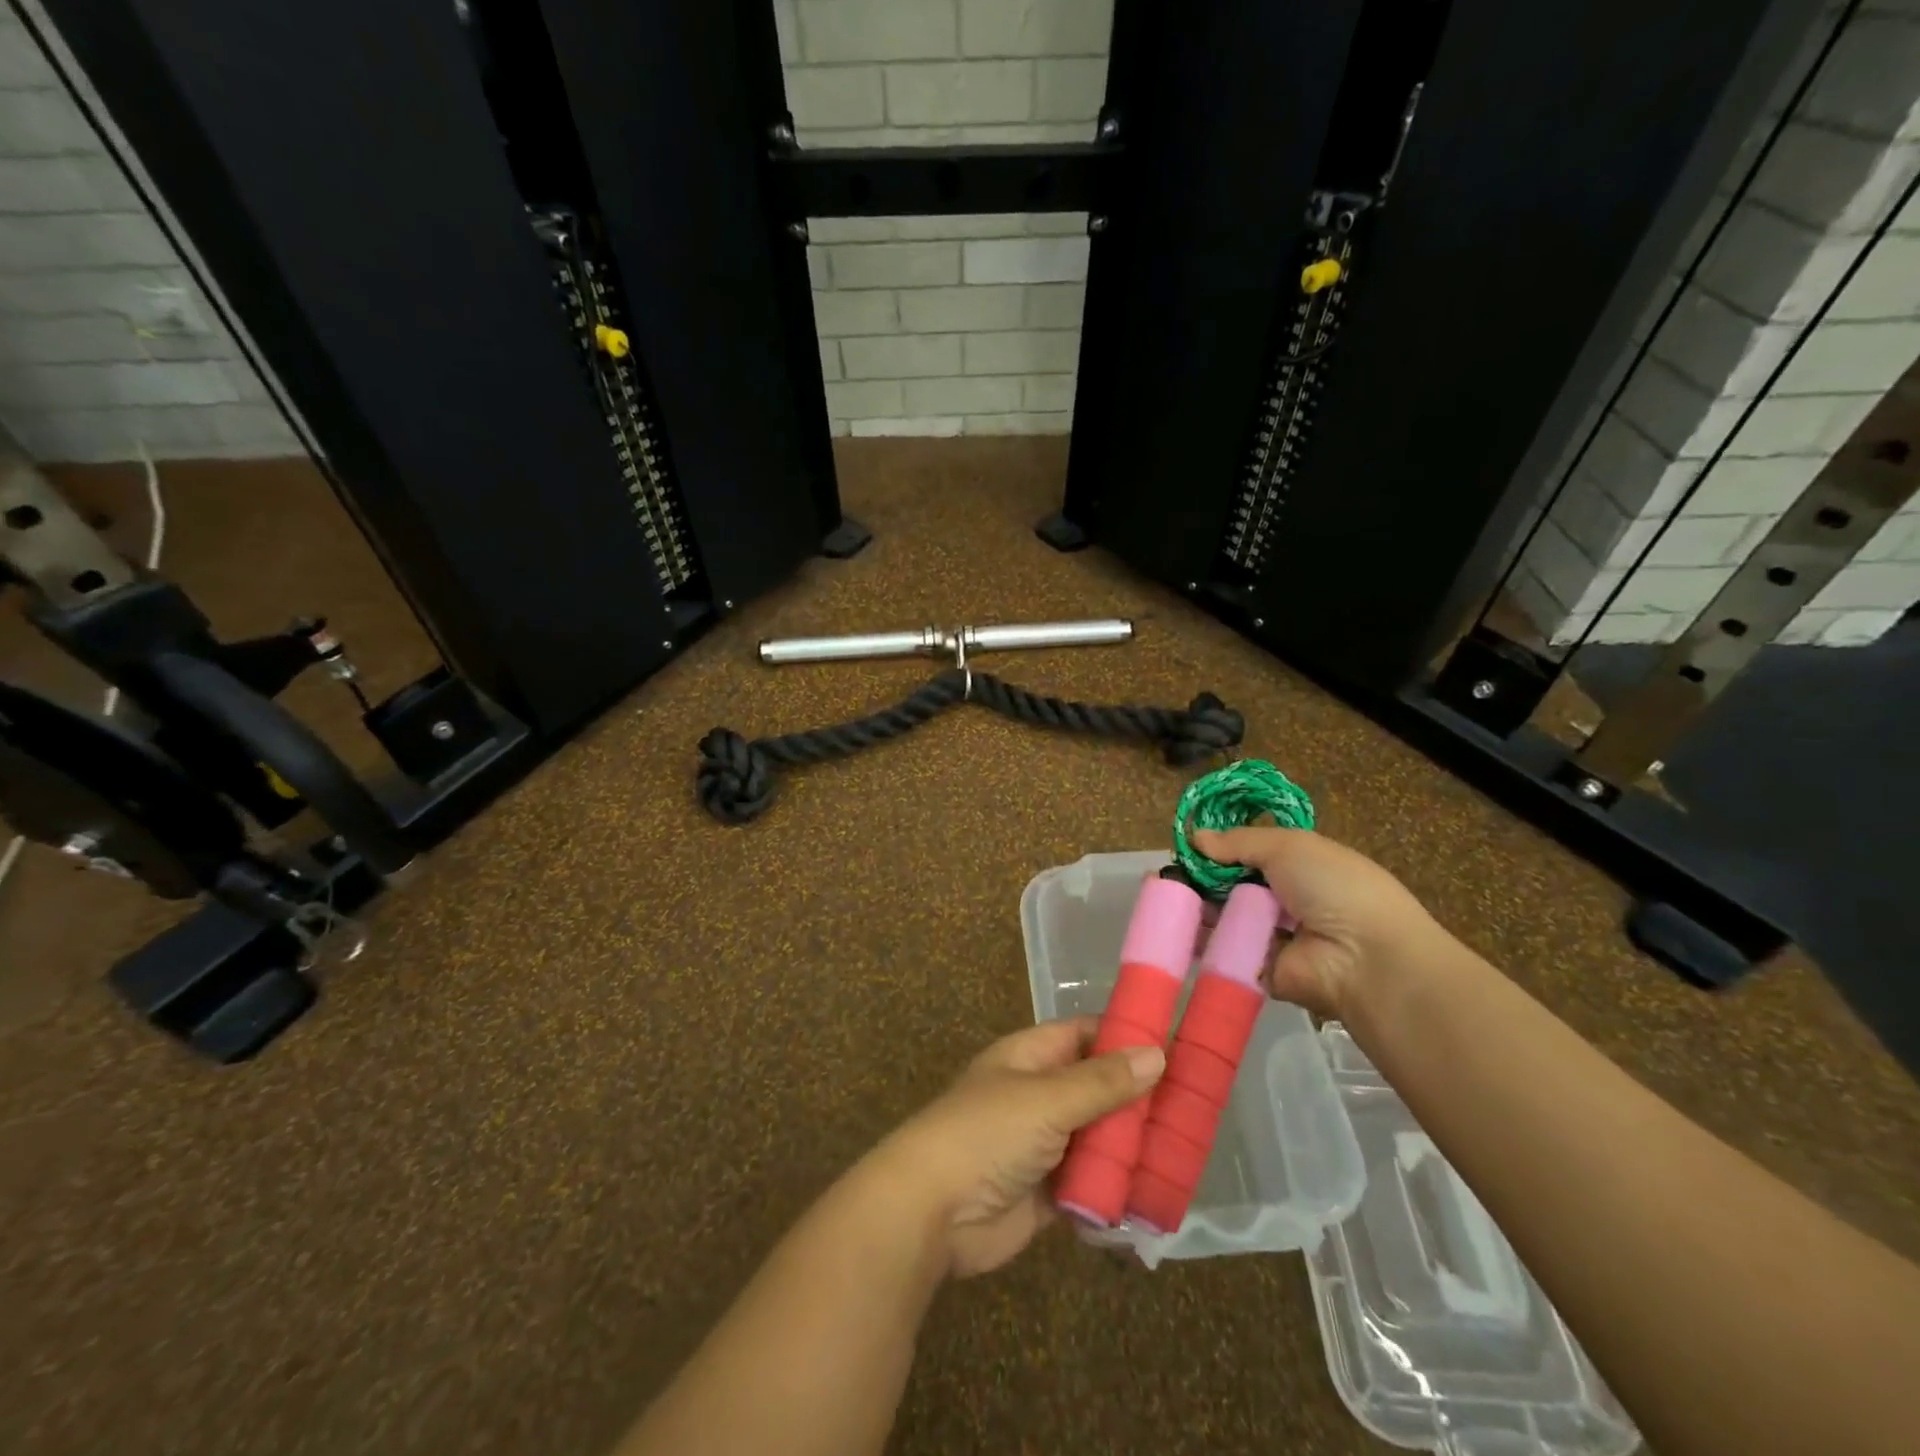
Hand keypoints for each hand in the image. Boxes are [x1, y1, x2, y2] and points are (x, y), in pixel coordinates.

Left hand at [868, 1019, 1164, 1277]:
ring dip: (1133, 1147)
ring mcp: (1043, 1145)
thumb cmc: (985, 1134)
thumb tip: (1157, 1053)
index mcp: (1031, 1057)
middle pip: (1098, 1088)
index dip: (1126, 1037)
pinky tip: (1158, 1194)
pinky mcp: (1048, 1193)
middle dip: (1139, 1099)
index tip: (1177, 1045)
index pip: (1086, 1035)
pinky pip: (1092, 1184)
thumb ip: (1102, 1082)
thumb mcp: (1046, 1098)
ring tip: (1189, 1151)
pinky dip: (1118, 1189)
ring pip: (1099, 1138)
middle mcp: (1039, 1095)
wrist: (930, 1213)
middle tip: (1197, 1106)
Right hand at [1191, 827, 1449, 1019]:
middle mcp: (1283, 900)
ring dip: (1195, 908)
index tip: (1187, 849)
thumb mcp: (1289, 846)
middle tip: (1167, 875)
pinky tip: (1171, 926)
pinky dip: (1197, 942)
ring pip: (1222, 918)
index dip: (1219, 850)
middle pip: (1231, 886)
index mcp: (1298, 867)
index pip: (1249, 855)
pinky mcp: (1256, 969)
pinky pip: (1221, 952)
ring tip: (1163, 898)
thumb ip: (1239, 841)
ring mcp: (1269, 937)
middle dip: (1200, 879)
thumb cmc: (1332, 888)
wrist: (1363, 958)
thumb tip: (1196, 837)